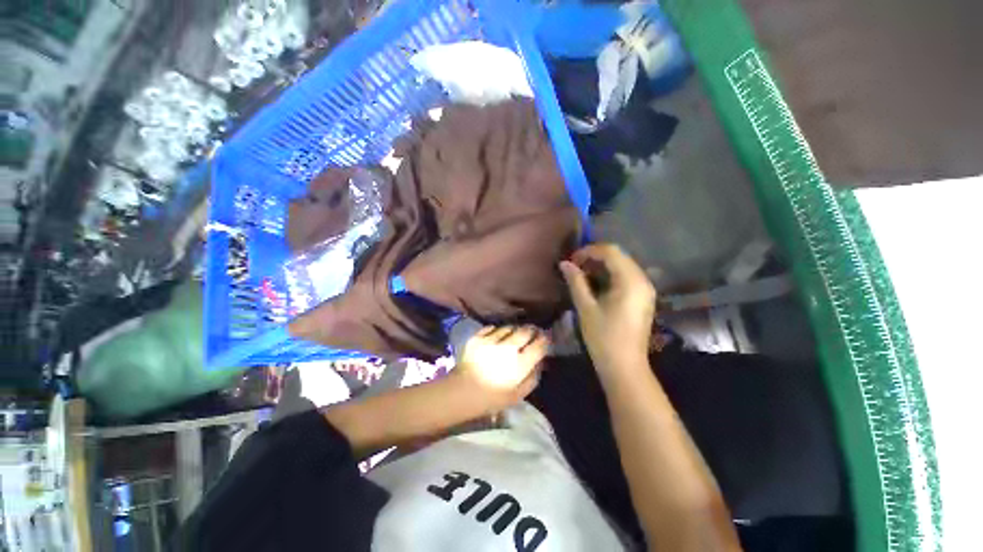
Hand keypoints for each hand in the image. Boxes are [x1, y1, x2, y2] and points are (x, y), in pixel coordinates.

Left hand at [451, 325, 547, 412]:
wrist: (461, 392)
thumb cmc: (491, 398)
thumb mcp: (518, 395)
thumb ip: (533, 377)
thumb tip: (541, 361)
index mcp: (519, 365)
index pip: (539, 345)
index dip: (545, 339)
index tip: (546, 337)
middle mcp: (507, 349)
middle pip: (525, 331)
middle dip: (531, 330)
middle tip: (532, 332)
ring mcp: (491, 341)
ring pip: (509, 327)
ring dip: (514, 330)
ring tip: (514, 335)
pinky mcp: (478, 337)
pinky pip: (492, 328)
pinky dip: (498, 331)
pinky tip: (498, 337)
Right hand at [559, 244, 656, 372]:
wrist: (625, 366)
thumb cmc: (603, 337)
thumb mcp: (586, 307)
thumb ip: (576, 282)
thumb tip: (565, 263)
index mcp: (630, 281)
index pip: (610, 252)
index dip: (588, 251)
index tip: (571, 261)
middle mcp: (642, 280)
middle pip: (618, 256)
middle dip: (595, 257)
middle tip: (574, 267)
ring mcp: (645, 289)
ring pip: (622, 265)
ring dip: (601, 265)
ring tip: (582, 275)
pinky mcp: (643, 298)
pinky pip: (626, 276)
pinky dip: (610, 275)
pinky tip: (596, 284)